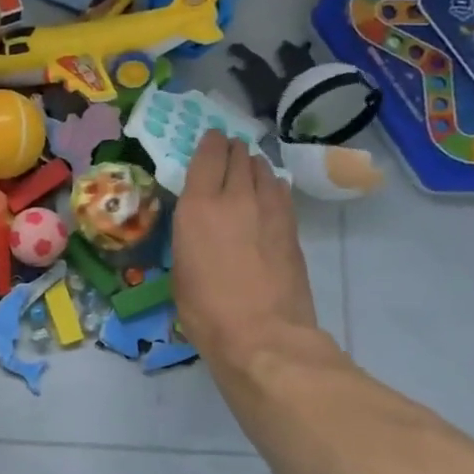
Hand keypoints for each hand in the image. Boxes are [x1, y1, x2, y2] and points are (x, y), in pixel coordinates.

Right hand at [172, 133, 321, 366]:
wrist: (262, 335)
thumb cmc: (206, 310)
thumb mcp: (180, 270)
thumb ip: (189, 237)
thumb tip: (200, 227)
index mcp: (199, 207)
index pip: (208, 157)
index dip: (209, 143)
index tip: (209, 139)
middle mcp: (235, 198)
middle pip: (239, 157)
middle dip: (232, 150)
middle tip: (228, 151)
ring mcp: (270, 211)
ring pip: (264, 170)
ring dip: (254, 165)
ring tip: (249, 167)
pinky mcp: (292, 228)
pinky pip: (281, 193)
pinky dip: (272, 185)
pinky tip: (269, 191)